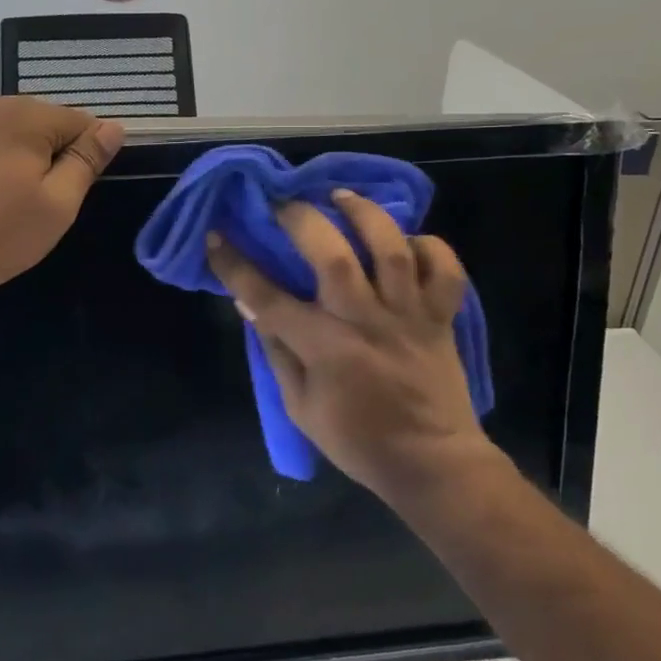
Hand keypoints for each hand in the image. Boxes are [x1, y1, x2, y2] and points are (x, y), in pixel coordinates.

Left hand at [0, 97, 125, 310]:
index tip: (66, 190)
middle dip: (38, 151)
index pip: (76, 121)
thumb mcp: (56, 207)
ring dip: (0, 149)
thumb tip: (113, 127)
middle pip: (32, 121)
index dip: (81, 155)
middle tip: (24, 200)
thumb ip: (86, 161)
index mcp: (25, 116)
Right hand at [206, 190, 496, 501]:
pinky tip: (407, 240)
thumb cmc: (358, 440)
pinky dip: (430, 247)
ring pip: (391, 249)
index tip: (215, 237)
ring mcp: (409, 315)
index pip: (268, 297)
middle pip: (333, 256)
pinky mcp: (441, 317)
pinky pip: (445, 271)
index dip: (235, 265)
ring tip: (341, 197)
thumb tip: (251, 305)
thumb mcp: (301, 407)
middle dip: (302, 220)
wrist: (432, 464)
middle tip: (284, 205)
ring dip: (364, 215)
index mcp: (326, 348)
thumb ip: (277, 353)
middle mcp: (366, 321)